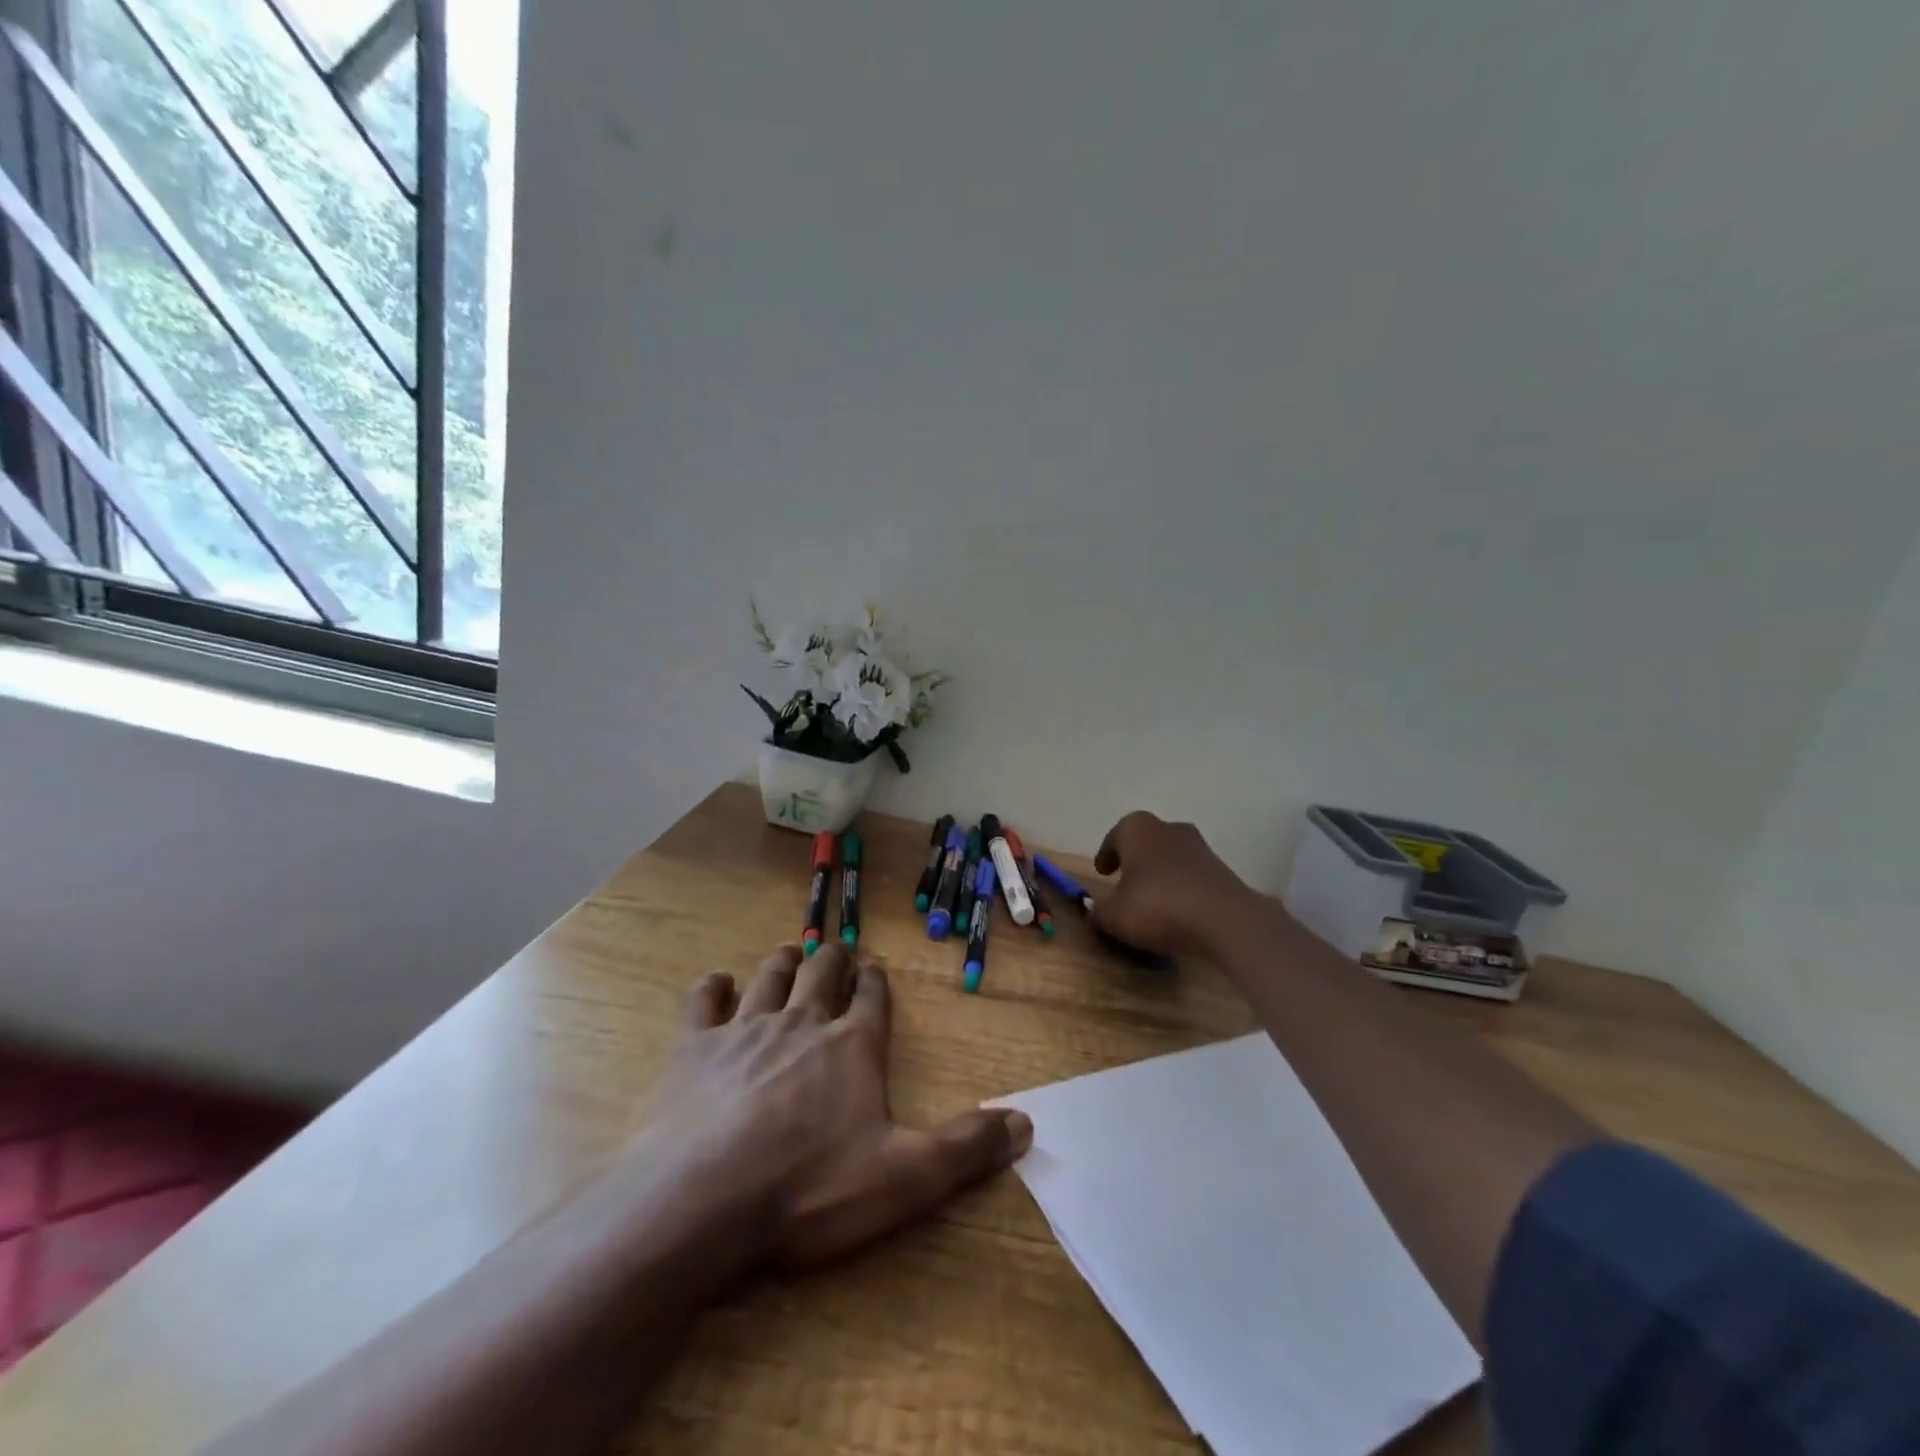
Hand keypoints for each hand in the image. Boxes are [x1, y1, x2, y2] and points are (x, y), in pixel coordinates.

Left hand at [652, 942, 1031, 1271]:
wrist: (704, 1199)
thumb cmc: (810, 1188)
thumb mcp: (905, 1178)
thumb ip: (965, 1148)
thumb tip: (1026, 1124)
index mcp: (852, 1046)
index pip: (872, 998)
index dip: (876, 982)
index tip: (875, 970)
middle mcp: (802, 1023)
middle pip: (822, 973)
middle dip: (832, 959)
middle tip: (835, 951)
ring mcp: (745, 1029)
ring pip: (769, 977)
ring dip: (783, 962)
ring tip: (790, 952)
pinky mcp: (693, 1047)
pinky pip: (702, 1002)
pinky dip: (711, 988)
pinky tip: (715, 984)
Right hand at [1092, 812, 1254, 958]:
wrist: (1225, 921)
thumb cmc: (1158, 907)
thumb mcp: (1114, 916)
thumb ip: (1099, 910)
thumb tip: (1093, 907)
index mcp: (1137, 829)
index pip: (1116, 835)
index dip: (1106, 854)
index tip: (1102, 872)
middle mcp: (1169, 828)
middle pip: (1145, 840)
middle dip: (1135, 858)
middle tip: (1124, 880)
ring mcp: (1199, 846)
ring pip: (1170, 855)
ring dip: (1160, 872)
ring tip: (1151, 897)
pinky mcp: (1221, 869)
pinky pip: (1191, 874)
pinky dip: (1181, 886)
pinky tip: (1177, 908)